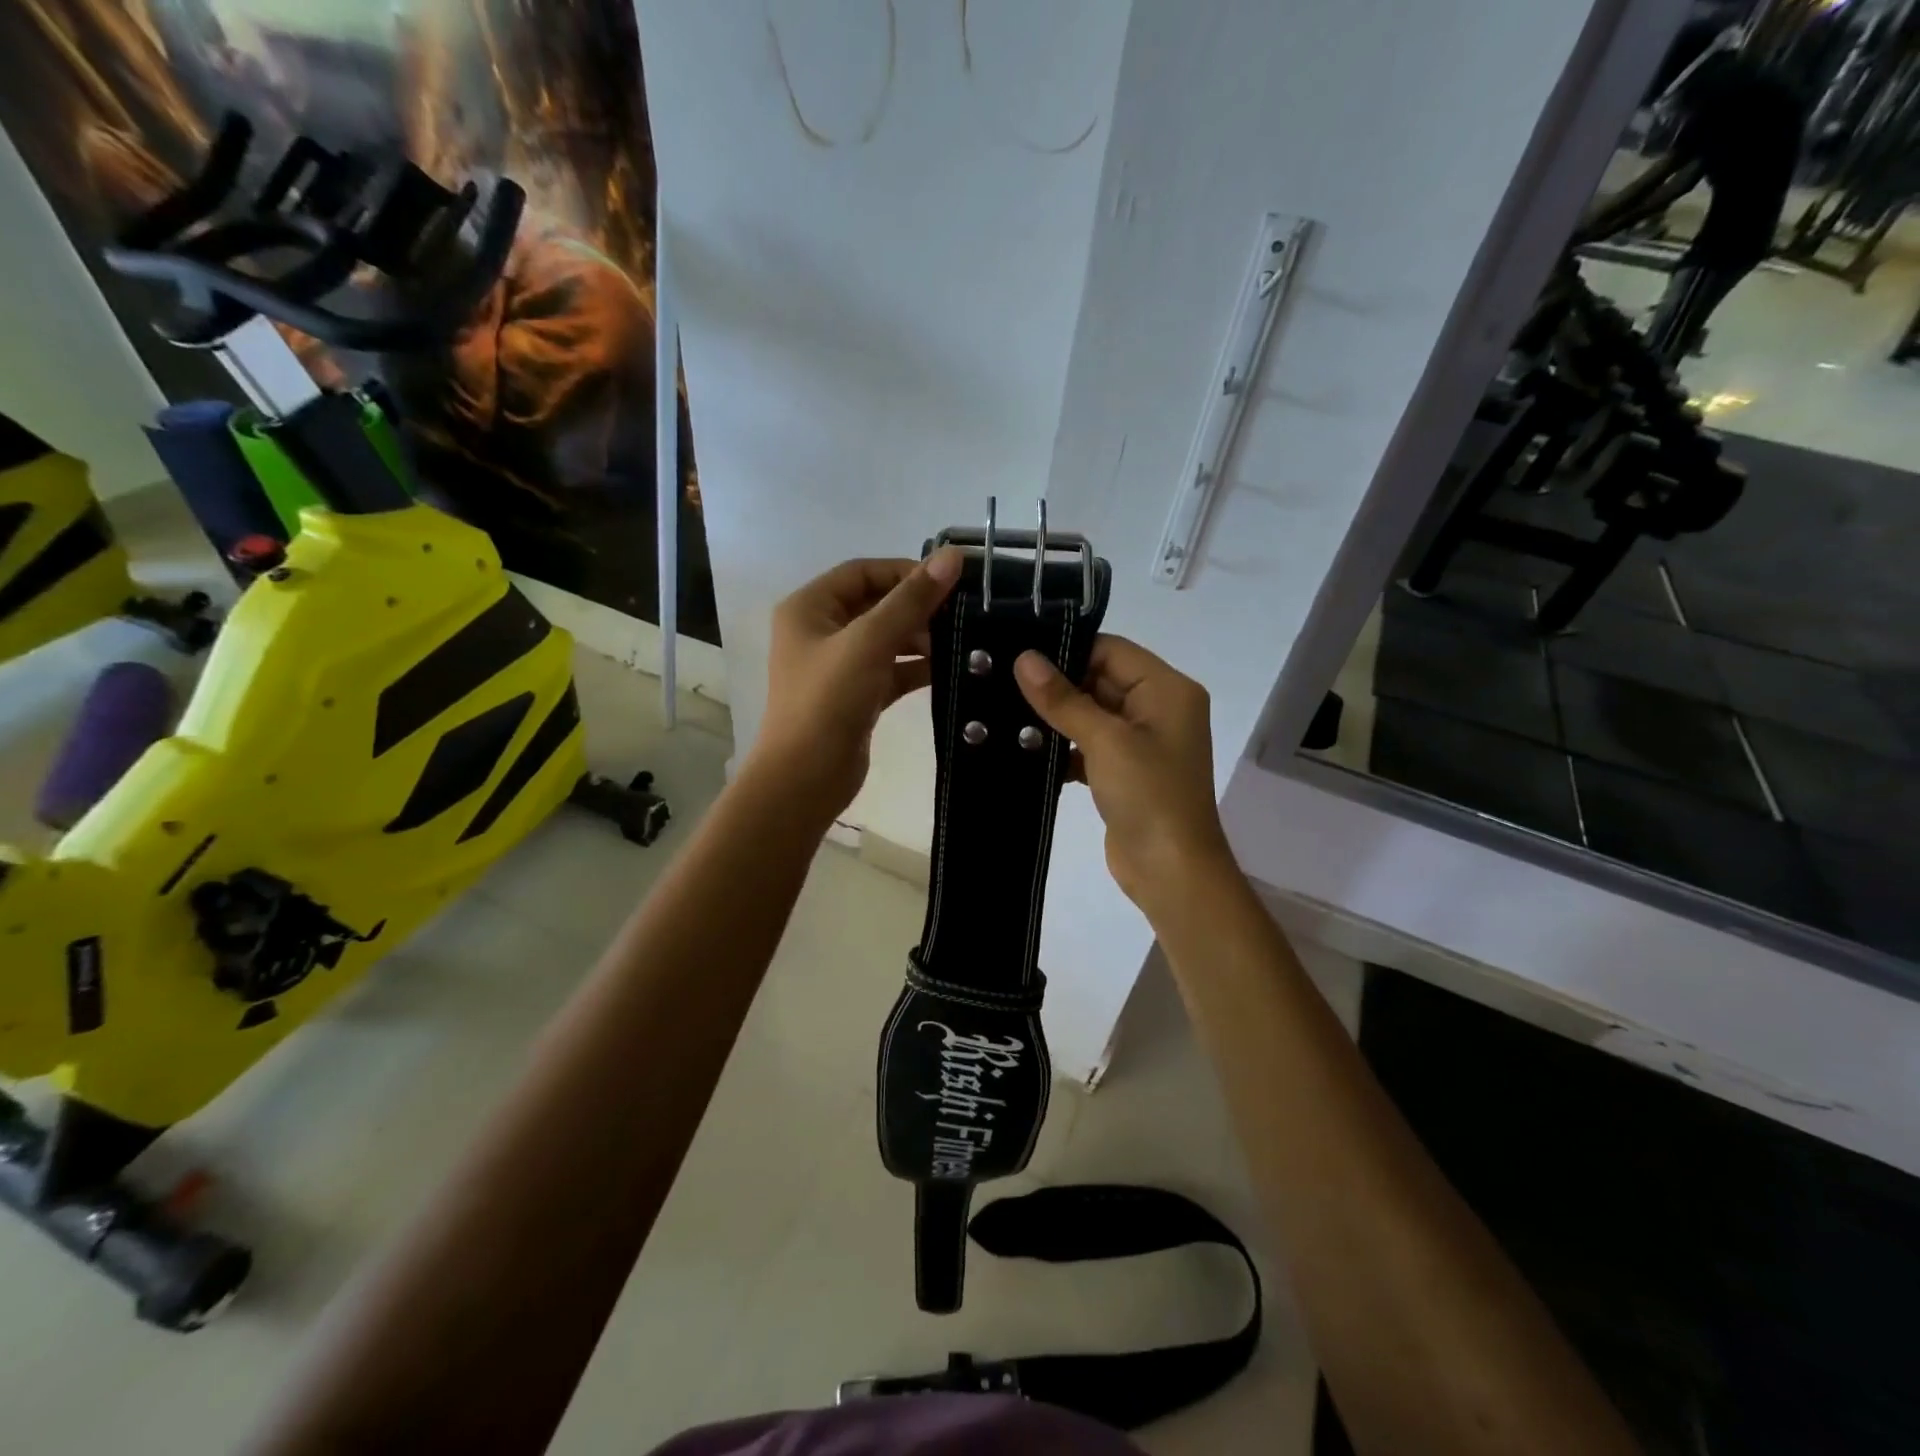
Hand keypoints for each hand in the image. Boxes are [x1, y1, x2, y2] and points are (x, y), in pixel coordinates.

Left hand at [754, 550, 962, 817]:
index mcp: (810, 608)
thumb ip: (911, 600)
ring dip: (920, 638)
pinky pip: (890, 671)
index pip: (862, 572)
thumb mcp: (869, 643)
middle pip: (876, 604)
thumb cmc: (828, 701)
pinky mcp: (856, 696)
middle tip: (961, 615)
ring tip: (962, 642)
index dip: (904, 572)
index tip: (948, 583)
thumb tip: (952, 556)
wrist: (805, 779)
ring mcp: (838, 666)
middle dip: (917, 608)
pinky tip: (949, 669)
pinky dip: (916, 668)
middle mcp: (820, 631)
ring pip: (886, 639)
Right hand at [1014, 636, 1232, 915]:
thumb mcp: (1105, 741)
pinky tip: (1025, 750)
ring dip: (1056, 718)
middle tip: (1002, 681)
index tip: (1018, 654)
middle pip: (1100, 680)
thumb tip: (1024, 658)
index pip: (1111, 651)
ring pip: (1091, 714)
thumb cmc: (1148, 795)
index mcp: (1167, 689)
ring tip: (1004, 712)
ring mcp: (1142, 742)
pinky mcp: (1125, 771)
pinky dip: (1063, 747)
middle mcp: (1158, 708)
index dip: (1068, 650)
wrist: (1171, 872)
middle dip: (1057, 685)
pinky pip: (1090, 745)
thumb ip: (1063, 699)